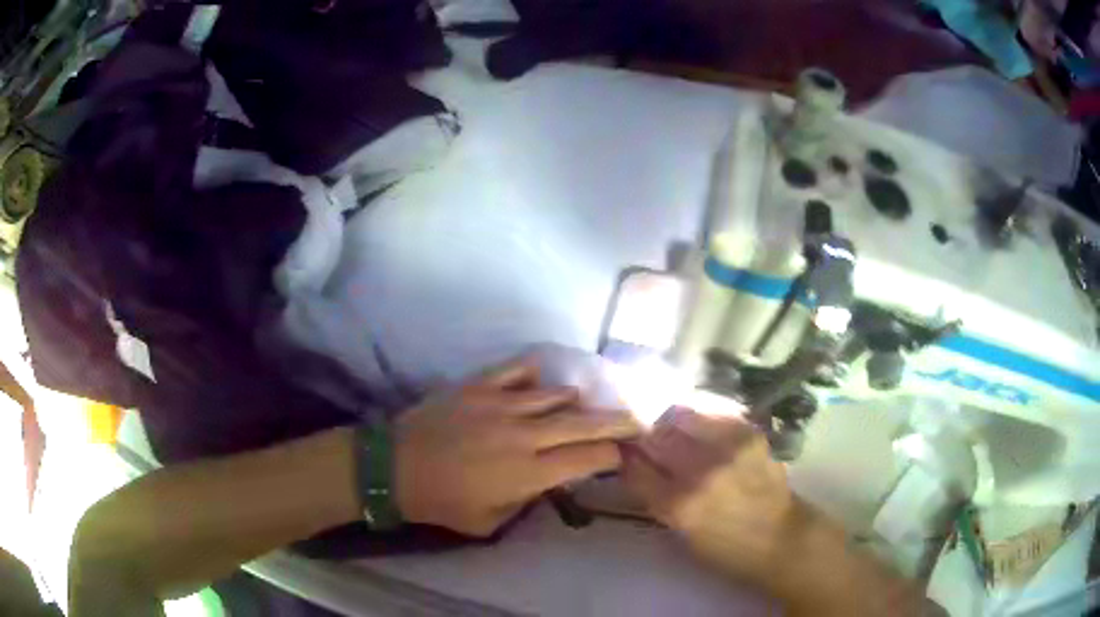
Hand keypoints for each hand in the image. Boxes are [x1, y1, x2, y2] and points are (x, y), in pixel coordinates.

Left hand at [394, 360, 641, 535]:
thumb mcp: (491, 522)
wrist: (394, 468)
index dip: (612, 456)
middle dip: (616, 421)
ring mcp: (501, 404)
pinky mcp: (479, 386)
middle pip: (584, 422)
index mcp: (529, 472)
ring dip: (574, 401)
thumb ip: (527, 501)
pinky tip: (539, 382)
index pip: (589, 458)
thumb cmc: (442, 503)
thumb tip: (546, 479)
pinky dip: (534, 375)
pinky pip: (517, 371)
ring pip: (556, 394)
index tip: (621, 456)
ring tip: (580, 406)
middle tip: (635, 419)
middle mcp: (524, 434)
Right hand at [622, 408, 803, 588]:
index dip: (626, 456)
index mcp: (677, 506)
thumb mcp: (680, 533)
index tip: (624, 451)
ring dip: (672, 422)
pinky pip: (712, 413)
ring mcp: (727, 448)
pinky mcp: (749, 433)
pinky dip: (701, 419)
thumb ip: (656, 497)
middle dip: (647, 435)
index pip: (634, 466)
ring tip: (676, 430)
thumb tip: (637, 464)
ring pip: (682, 415)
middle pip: (655, 435)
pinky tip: (704, 429)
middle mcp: (699, 472)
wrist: (781, 538)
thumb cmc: (726, 548)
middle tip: (649, 438)